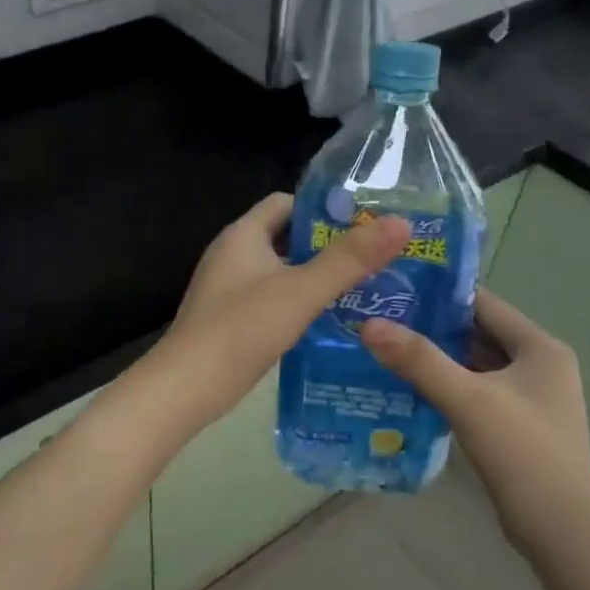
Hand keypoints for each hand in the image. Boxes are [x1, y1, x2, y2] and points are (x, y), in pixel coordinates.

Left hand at [133, 193, 409, 438]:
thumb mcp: (302, 290)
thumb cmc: (242, 328)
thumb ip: (349, 259)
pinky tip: (326, 322)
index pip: (286, 202)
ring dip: (313, 277)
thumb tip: (401, 224)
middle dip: (326, 245)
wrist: (187, 386)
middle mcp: (232, 254)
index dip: (323, 208)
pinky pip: (270, 299)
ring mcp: (227, 289)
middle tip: (371, 259)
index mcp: (243, 235)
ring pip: (279, 271)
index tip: (363, 224)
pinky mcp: (229, 319)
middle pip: (285, 237)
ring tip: (360, 290)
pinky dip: (297, 303)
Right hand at [360, 290, 589, 544]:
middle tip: (381, 322)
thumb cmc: (523, 452)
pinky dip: (446, 388)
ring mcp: (529, 399)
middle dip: (432, 329)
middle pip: (478, 334)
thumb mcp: (468, 399)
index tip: (395, 291)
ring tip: (385, 351)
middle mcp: (540, 366)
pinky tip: (409, 391)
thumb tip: (368, 324)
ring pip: (474, 366)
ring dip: (436, 361)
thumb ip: (419, 360)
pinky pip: (475, 394)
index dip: (440, 295)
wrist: (562, 530)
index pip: (484, 304)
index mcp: (540, 348)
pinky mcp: (517, 426)